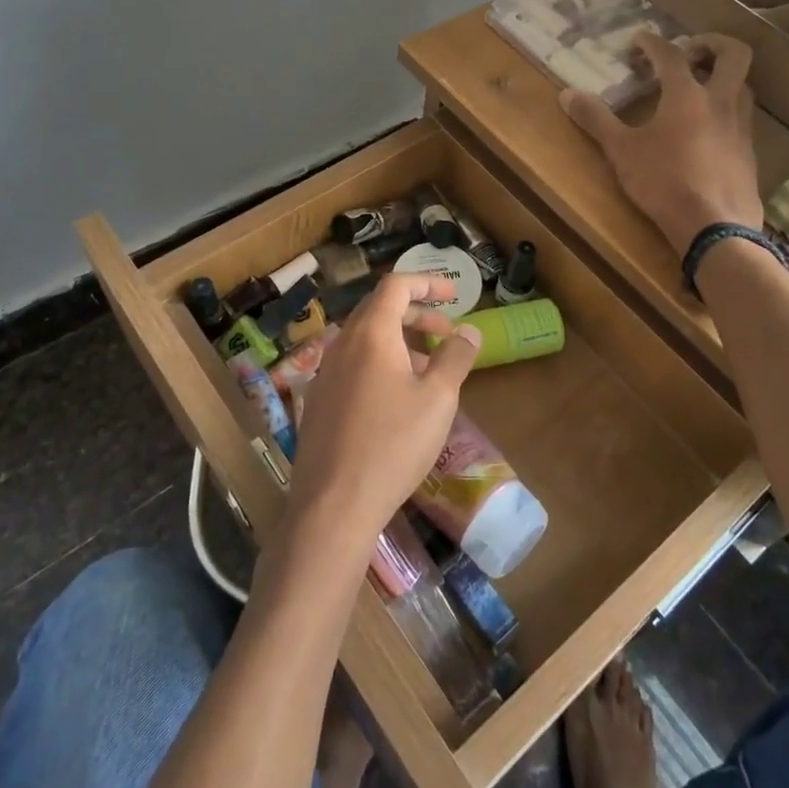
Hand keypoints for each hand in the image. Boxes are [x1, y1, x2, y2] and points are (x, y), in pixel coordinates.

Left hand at [288, 273, 481, 546]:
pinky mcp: (319, 400)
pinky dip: (380, 363)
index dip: (428, 283)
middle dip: (416, 314)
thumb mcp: (438, 399)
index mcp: (371, 333)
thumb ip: (455, 357)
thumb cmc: (392, 445)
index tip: (455, 294)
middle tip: (446, 333)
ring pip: (365, 339)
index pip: (396, 286)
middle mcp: (342, 343)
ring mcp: (325, 372)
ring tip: (428, 368)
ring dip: (399, 341)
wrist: (333, 504)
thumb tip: (469, 331)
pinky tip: (397, 398)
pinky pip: (353, 364)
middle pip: (379, 309)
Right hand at [560, 31, 762, 257]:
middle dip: (713, 43)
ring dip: (725, 76)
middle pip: (734, 54)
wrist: (715, 226)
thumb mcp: (621, 151)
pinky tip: (709, 129)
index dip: (653, 42)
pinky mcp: (750, 153)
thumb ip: (596, 120)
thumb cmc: (663, 182)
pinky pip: (743, 117)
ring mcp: (741, 128)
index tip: (639, 38)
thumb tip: (567, 94)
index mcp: (687, 95)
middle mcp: (721, 102)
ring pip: (744, 85)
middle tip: (691, 50)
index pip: (671, 55)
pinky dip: (727, 109)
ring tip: (701, 86)